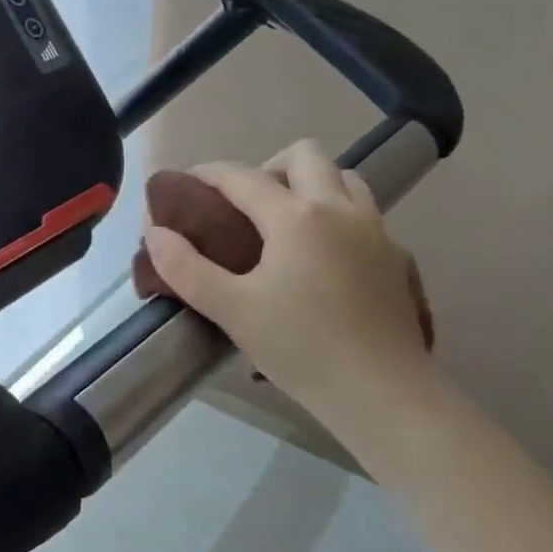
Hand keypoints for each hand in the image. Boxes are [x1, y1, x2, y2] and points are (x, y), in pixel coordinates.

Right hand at [144, 139, 433, 414]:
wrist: (384, 395)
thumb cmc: (302, 349)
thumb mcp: (231, 310)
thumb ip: (185, 268)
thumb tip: (154, 233)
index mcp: (296, 217)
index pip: (243, 176)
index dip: (209, 173)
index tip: (186, 183)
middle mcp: (340, 210)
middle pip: (305, 155)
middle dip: (268, 167)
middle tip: (246, 205)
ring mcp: (376, 231)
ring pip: (344, 178)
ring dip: (311, 184)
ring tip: (285, 224)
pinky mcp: (398, 259)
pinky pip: (365, 215)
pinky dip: (338, 217)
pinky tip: (324, 258)